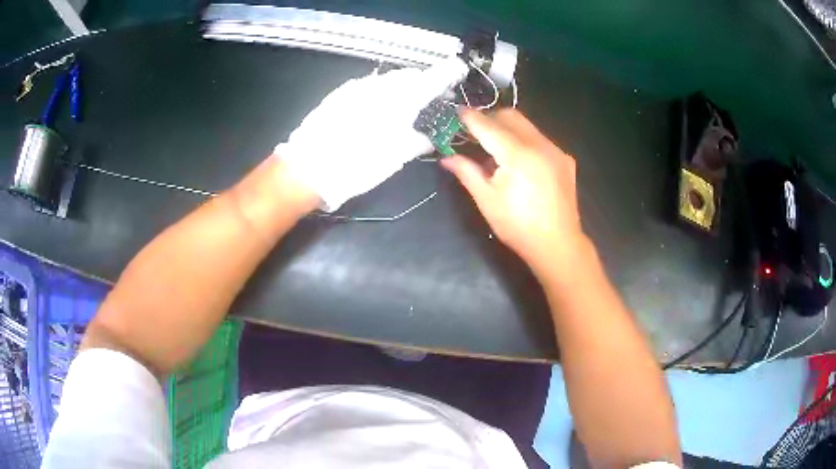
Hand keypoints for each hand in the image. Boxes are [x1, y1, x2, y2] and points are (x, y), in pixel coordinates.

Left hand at [276, 59, 467, 210]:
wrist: (308, 169)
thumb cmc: (357, 165)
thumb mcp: (395, 158)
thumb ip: (418, 141)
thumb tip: (429, 136)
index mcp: (399, 99)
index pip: (431, 78)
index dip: (447, 73)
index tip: (457, 71)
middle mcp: (379, 85)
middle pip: (409, 76)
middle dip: (423, 83)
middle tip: (431, 98)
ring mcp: (357, 87)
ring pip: (388, 80)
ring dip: (401, 87)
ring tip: (404, 104)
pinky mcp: (340, 94)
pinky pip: (368, 86)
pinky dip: (380, 92)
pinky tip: (377, 108)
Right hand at [442, 109, 584, 274]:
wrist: (558, 245)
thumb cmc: (518, 227)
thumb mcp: (487, 201)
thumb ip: (467, 172)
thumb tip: (447, 157)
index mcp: (517, 155)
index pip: (488, 126)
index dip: (470, 118)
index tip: (457, 113)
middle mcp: (539, 145)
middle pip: (510, 116)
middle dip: (490, 119)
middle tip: (475, 135)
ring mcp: (556, 151)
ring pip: (526, 125)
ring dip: (507, 130)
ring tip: (497, 153)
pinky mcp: (565, 159)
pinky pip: (540, 139)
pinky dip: (524, 142)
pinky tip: (520, 164)